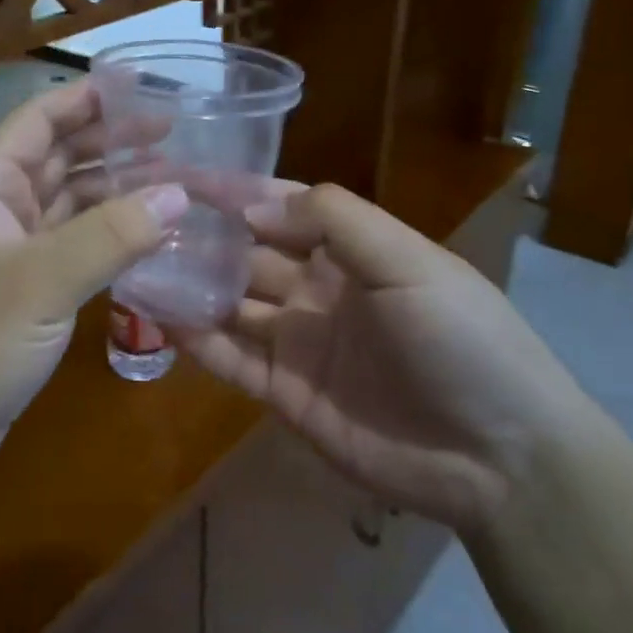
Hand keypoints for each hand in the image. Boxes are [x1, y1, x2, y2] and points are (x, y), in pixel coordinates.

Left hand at [0, 82, 189, 516]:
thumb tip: (178, 194)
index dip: (85, 99)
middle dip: (112, 143)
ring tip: (175, 184)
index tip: (140, 86)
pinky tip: (150, 239)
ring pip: (71, 206)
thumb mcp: (39, 283)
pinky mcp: (28, 296)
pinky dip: (111, 239)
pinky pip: (76, 250)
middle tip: (175, 136)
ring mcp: (13, 256)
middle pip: (59, 160)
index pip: (37, 122)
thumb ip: (110, 236)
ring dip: (117, 192)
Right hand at [172, 184, 585, 533]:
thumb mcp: (409, 262)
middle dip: (200, 236)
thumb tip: (251, 206)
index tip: (180, 173)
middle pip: (246, 253)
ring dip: (187, 284)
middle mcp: (317, 290)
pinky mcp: (283, 393)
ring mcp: (297, 343)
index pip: (281, 207)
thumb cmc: (461, 340)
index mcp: (351, 251)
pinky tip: (154, 316)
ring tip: (133, 262)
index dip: (235, 191)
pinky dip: (193, 338)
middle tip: (139, 219)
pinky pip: (229, 359)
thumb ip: (335, 221)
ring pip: (228, 304)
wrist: (499, 458)